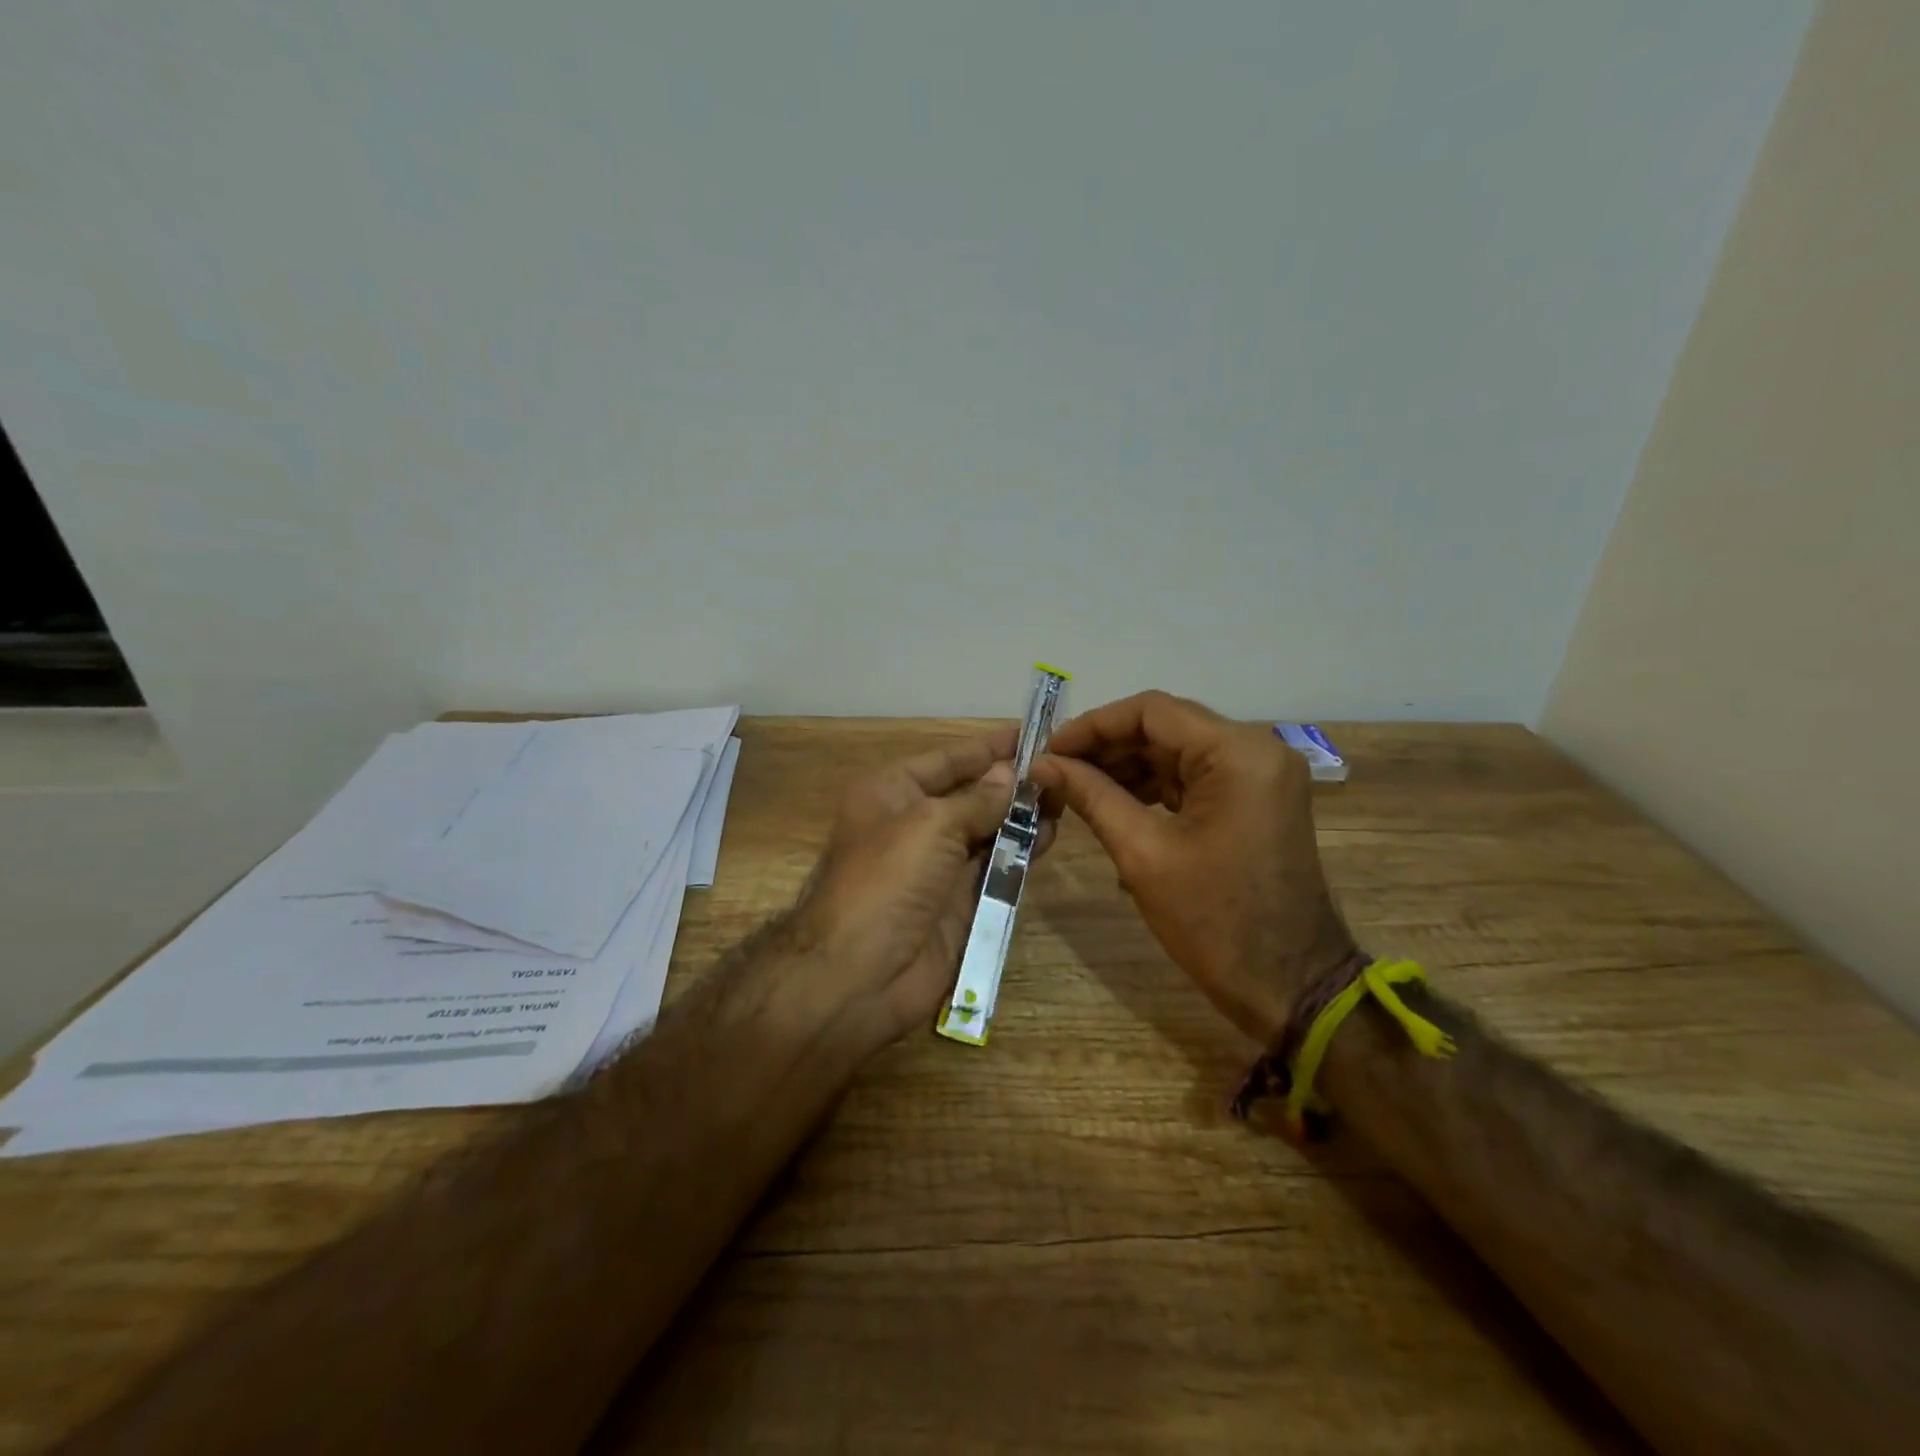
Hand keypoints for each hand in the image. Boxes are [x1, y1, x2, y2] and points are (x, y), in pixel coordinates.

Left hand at [784, 727, 1050, 1051]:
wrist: (859, 974)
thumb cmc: (888, 879)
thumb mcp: (932, 824)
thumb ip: (978, 799)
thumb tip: (1008, 775)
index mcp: (892, 791)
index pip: (948, 759)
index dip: (989, 746)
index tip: (1032, 732)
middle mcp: (913, 822)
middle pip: (971, 793)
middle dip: (1012, 782)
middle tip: (1062, 769)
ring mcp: (937, 864)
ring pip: (987, 830)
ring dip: (1022, 816)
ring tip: (1065, 798)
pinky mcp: (958, 901)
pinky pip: (994, 868)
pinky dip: (1020, 852)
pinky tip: (1050, 836)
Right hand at [1030, 691, 1355, 1045]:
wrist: (1289, 985)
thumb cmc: (1214, 920)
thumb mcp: (1143, 854)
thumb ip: (1091, 796)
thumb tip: (1042, 765)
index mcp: (1238, 753)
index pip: (1152, 711)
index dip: (1094, 725)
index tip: (1050, 750)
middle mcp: (1256, 749)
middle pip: (1166, 727)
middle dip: (1107, 747)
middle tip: (1056, 771)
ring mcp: (1261, 775)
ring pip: (1178, 751)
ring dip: (1127, 766)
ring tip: (1076, 788)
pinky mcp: (1256, 800)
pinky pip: (1195, 777)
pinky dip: (1153, 786)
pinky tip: (1113, 802)